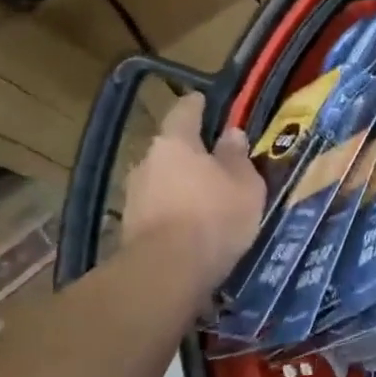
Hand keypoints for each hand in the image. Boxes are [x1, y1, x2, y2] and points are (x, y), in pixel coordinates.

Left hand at [123, 92, 265, 281]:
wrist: (167, 273)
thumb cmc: (214, 215)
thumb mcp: (245, 183)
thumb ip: (237, 156)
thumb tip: (231, 134)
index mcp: (175, 141)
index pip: (186, 110)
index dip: (200, 105)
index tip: (210, 103)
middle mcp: (147, 160)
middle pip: (172, 147)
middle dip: (193, 152)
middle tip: (218, 160)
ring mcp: (134, 195)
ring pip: (164, 178)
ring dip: (182, 183)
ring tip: (208, 196)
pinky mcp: (130, 226)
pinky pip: (159, 207)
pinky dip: (175, 209)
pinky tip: (193, 223)